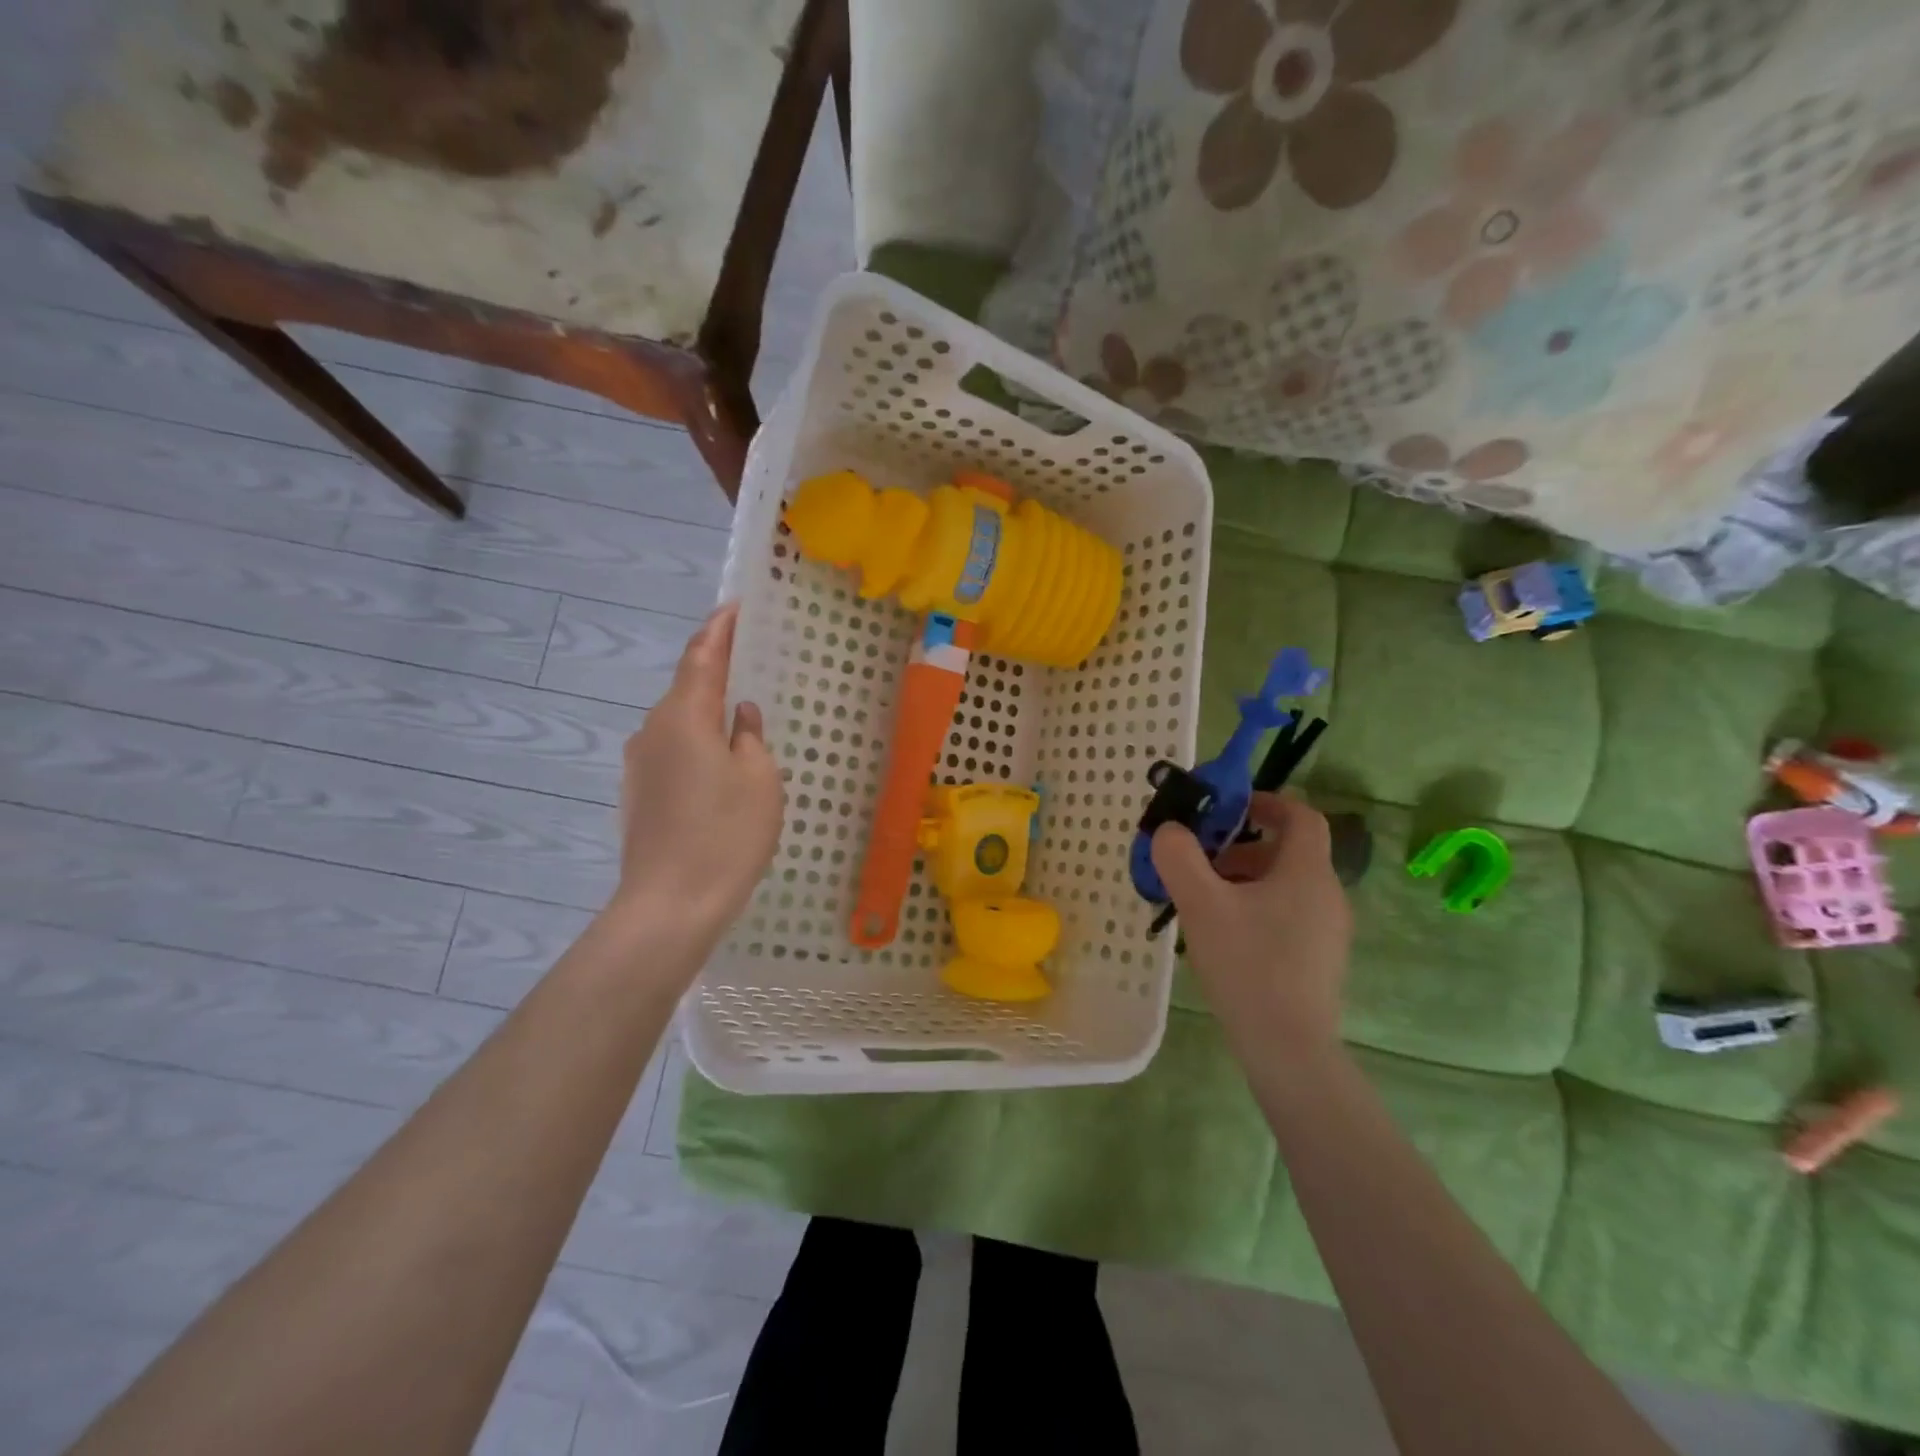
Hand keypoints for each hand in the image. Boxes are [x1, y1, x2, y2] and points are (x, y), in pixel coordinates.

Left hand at [611, 602, 783, 945]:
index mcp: (684, 716)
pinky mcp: (637, 795)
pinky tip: (719, 769)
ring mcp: (639, 765)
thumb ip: (750, 737)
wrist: (669, 905)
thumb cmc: (726, 834)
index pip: (702, 656)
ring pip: (679, 724)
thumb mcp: (759, 779)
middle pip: (687, 689)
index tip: (735, 607)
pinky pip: (672, 753)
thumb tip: (738, 715)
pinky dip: (697, 747)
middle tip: (750, 663)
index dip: (720, 629)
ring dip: (707, 715)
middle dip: (716, 672)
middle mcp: (653, 731)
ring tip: (740, 723)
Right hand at [1151, 793, 1351, 1062]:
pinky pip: (1287, 915)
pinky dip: (1255, 909)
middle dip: (1240, 847)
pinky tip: (1223, 937)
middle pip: (1287, 851)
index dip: (1266, 801)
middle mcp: (1327, 895)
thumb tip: (1169, 831)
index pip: (1301, 815)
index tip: (1227, 809)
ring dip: (1244, 880)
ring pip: (1284, 886)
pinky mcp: (1319, 960)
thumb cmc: (1247, 964)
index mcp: (1307, 872)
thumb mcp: (1200, 904)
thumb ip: (1178, 857)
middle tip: (1199, 862)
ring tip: (1202, 902)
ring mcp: (1328, 931)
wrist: (1288, 1048)